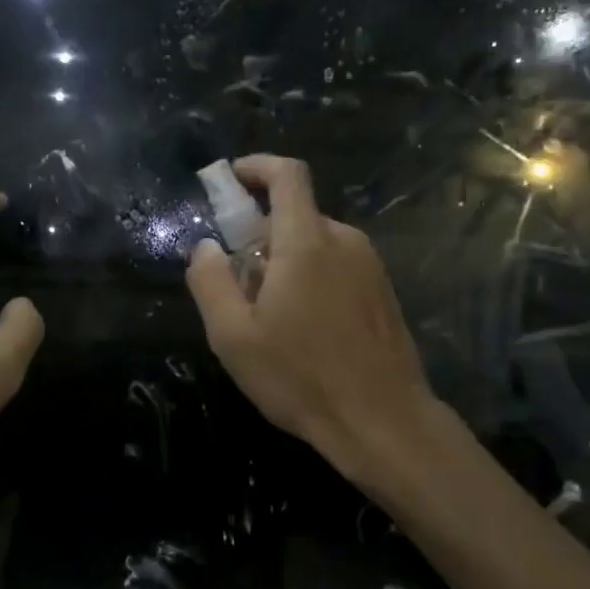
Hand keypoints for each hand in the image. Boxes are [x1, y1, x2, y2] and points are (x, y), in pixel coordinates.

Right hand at [185, 155, 437, 484]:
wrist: (384, 422)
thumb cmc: (301, 377)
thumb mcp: (234, 336)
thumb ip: (210, 281)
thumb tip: (206, 246)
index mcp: (307, 242)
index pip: (287, 175)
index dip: (257, 166)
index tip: (230, 180)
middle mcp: (344, 241)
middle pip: (296, 215)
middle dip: (260, 235)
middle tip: (238, 283)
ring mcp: (370, 266)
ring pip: (316, 244)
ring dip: (286, 261)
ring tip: (270, 317)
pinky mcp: (383, 291)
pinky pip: (337, 266)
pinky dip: (312, 278)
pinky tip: (305, 330)